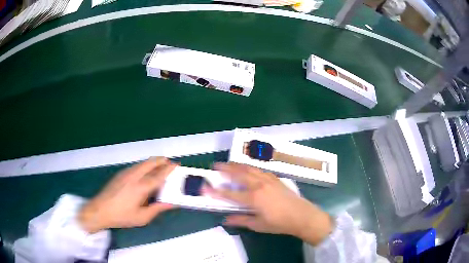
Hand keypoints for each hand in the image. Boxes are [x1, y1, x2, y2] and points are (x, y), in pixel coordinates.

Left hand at [78, 157, 176, 233]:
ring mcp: (126, 173)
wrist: (100, 210)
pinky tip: (145, 173)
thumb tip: (171, 203)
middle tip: (169, 163)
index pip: (158, 175)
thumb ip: (157, 209)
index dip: (168, 169)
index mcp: (141, 187)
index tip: (176, 164)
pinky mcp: (120, 174)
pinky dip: (144, 166)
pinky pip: (136, 166)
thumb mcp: (142, 217)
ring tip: (159, 166)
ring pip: (142, 163)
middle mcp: (134, 176)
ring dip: (152, 162)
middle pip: (150, 163)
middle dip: (161, 161)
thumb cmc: (122, 216)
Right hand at [208, 163, 332, 245]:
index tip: (205, 188)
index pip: (230, 194)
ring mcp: (268, 179)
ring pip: (249, 169)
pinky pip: (259, 170)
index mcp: (253, 198)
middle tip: (215, 166)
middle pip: (239, 174)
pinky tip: (248, 168)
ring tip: (229, 163)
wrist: (301, 215)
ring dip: (237, 165)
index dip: (216, 192)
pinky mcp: (275, 178)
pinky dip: (250, 167)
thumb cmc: (279, 223)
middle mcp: (259, 185)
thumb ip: (241, 220)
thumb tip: (225, 219)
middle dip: (226, 169)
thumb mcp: (258, 225)